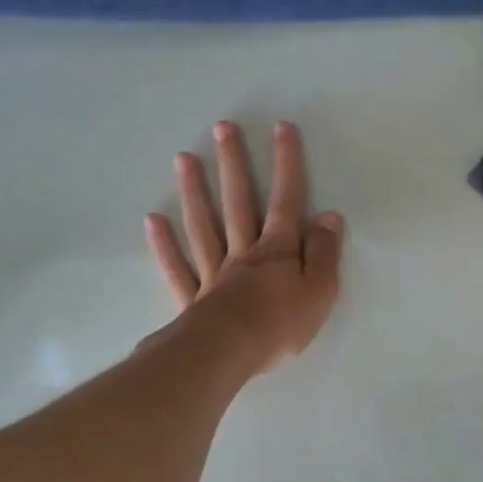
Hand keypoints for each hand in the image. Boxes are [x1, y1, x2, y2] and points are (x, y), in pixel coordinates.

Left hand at [146, 120, 343, 371]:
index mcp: (277, 250)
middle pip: (237, 202)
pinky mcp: (193, 298)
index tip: (281, 128)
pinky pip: (178, 267)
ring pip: (203, 225)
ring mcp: (214, 273)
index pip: (286, 200)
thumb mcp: (320, 291)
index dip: (286, 164)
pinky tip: (154, 221)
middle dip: (233, 164)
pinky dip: (165, 245)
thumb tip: (329, 217)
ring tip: (183, 158)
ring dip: (194, 191)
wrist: (229, 353)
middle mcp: (243, 253)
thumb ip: (324, 253)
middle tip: (222, 128)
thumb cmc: (280, 325)